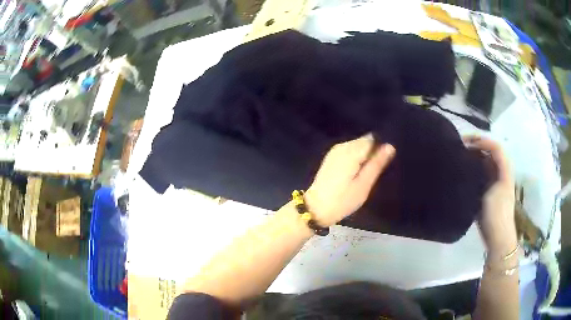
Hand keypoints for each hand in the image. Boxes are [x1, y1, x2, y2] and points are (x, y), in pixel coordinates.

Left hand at [305, 134, 394, 226]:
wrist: (316, 208)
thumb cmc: (343, 200)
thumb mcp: (364, 184)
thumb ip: (376, 164)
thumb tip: (390, 146)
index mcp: (351, 151)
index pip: (372, 139)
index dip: (380, 150)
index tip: (381, 165)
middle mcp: (342, 146)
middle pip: (364, 141)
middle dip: (372, 152)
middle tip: (373, 172)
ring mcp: (335, 151)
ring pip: (357, 146)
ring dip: (363, 156)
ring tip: (365, 174)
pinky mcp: (331, 157)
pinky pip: (349, 151)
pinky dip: (355, 158)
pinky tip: (355, 172)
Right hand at [463, 136, 516, 257]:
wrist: (498, 238)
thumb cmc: (497, 214)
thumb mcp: (493, 191)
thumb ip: (486, 172)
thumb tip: (472, 158)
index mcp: (505, 170)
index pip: (495, 147)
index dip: (482, 141)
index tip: (466, 142)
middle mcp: (500, 173)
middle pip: (489, 153)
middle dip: (476, 147)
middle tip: (459, 147)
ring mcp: (494, 183)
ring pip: (484, 163)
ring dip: (473, 158)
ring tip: (459, 158)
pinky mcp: (488, 192)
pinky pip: (481, 175)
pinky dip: (473, 170)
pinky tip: (463, 173)